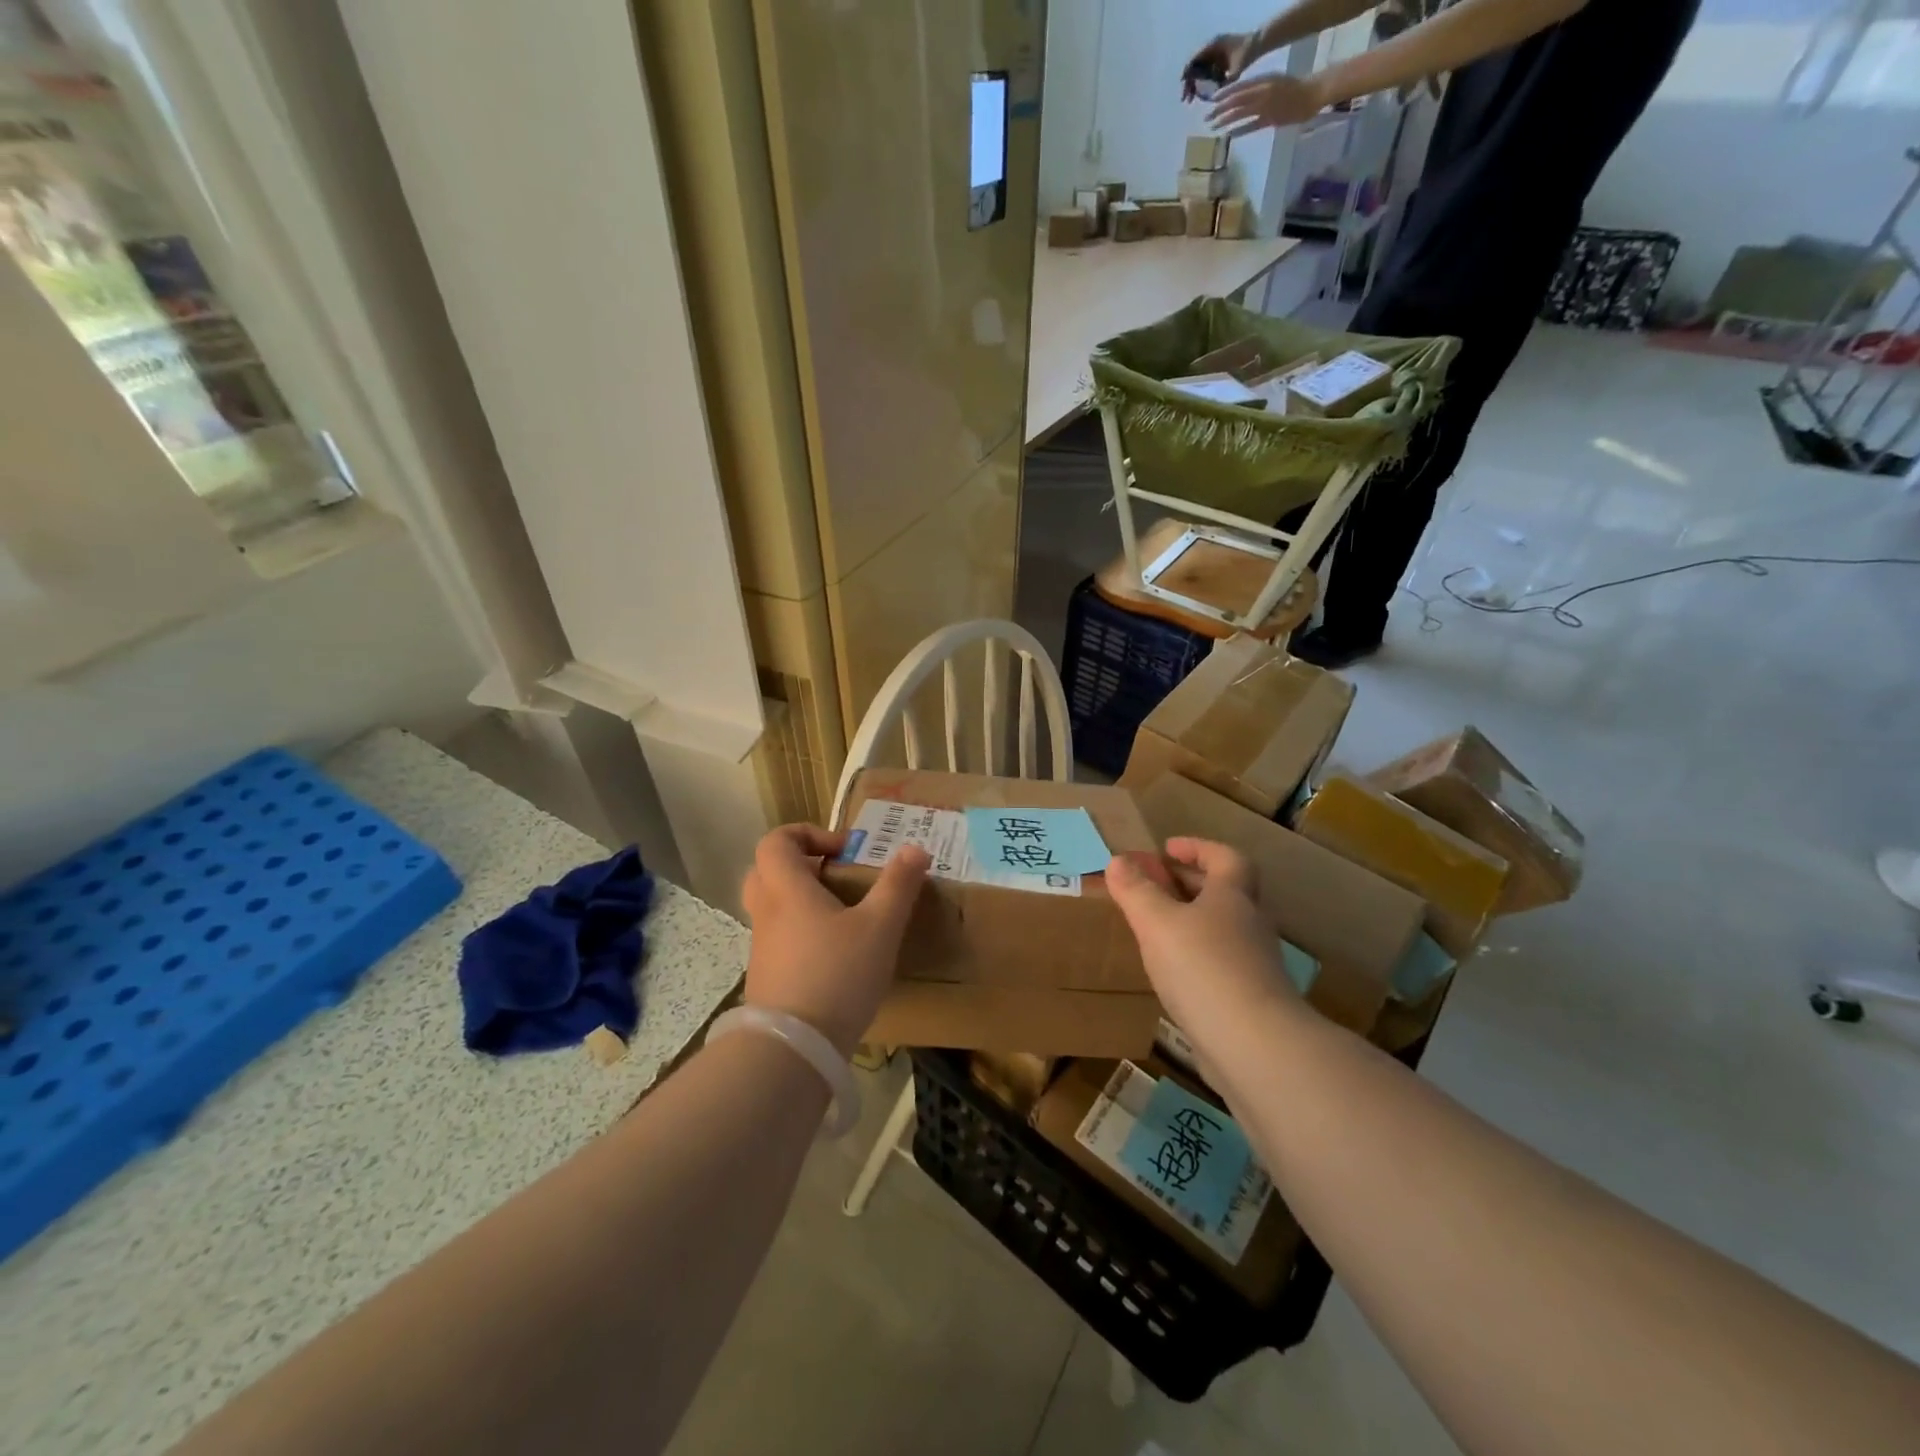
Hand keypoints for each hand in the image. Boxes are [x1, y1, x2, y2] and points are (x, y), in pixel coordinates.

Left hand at [740, 825, 928, 1056]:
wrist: (794, 1048)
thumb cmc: (837, 974)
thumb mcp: (880, 926)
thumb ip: (898, 885)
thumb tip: (915, 848)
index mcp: (787, 889)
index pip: (776, 841)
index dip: (807, 834)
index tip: (844, 852)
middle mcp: (767, 912)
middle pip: (767, 870)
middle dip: (802, 865)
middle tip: (837, 877)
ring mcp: (762, 947)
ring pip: (773, 906)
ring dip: (803, 900)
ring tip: (845, 917)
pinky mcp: (767, 977)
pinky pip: (779, 938)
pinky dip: (802, 933)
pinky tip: (836, 955)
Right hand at [1105, 838, 1298, 1055]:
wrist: (1255, 1044)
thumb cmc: (1203, 967)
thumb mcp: (1157, 923)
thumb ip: (1136, 891)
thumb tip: (1118, 860)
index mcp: (1233, 896)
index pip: (1225, 857)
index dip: (1197, 848)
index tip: (1167, 849)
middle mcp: (1250, 923)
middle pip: (1226, 891)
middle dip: (1190, 883)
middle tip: (1155, 885)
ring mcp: (1255, 963)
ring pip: (1223, 929)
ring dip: (1193, 921)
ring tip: (1156, 929)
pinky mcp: (1252, 999)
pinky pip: (1221, 963)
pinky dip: (1196, 957)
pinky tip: (1172, 974)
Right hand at [1182, 31, 1253, 100]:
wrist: (1259, 42)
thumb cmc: (1248, 53)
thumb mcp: (1236, 71)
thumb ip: (1225, 84)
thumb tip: (1213, 99)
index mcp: (1212, 45)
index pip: (1193, 60)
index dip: (1186, 75)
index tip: (1184, 90)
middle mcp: (1210, 47)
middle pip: (1193, 66)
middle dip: (1188, 83)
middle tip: (1186, 100)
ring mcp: (1213, 52)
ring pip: (1198, 69)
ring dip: (1194, 84)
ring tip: (1192, 99)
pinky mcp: (1217, 58)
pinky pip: (1205, 70)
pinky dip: (1202, 81)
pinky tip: (1201, 92)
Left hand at [1207, 72, 1333, 136]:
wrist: (1312, 92)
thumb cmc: (1293, 89)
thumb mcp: (1273, 82)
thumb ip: (1258, 89)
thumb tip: (1242, 98)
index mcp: (1263, 80)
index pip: (1239, 86)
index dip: (1224, 93)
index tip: (1212, 100)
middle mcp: (1262, 90)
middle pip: (1236, 100)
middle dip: (1219, 109)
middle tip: (1206, 117)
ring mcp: (1266, 105)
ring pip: (1241, 112)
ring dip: (1225, 119)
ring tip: (1213, 126)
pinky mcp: (1270, 119)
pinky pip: (1251, 125)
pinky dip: (1239, 130)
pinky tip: (1228, 135)